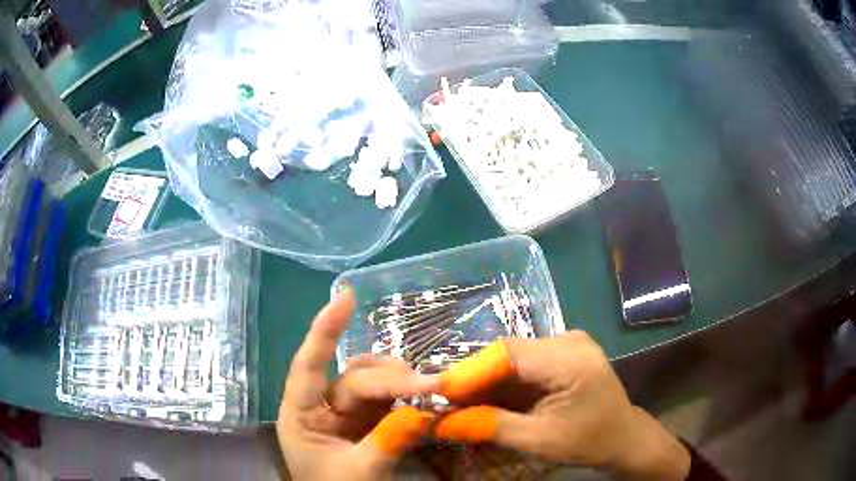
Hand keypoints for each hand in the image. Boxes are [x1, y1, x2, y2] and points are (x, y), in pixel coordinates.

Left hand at [276, 291, 439, 480]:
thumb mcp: (358, 474)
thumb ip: (388, 443)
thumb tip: (424, 410)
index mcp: (301, 415)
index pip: (308, 366)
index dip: (324, 330)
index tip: (346, 296)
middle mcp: (322, 406)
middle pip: (355, 378)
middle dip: (392, 381)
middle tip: (433, 387)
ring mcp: (347, 412)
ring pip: (373, 381)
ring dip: (400, 382)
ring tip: (428, 391)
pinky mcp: (369, 420)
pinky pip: (388, 397)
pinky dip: (406, 395)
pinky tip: (424, 397)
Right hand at [433, 331, 690, 480]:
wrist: (623, 437)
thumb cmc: (589, 441)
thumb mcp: (539, 441)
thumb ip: (491, 427)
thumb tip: (441, 422)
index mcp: (572, 359)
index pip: (509, 353)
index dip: (469, 371)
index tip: (435, 391)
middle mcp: (568, 341)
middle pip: (507, 354)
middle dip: (471, 379)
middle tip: (437, 398)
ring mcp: (566, 344)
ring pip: (511, 359)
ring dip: (482, 382)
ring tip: (451, 401)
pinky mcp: (561, 354)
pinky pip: (522, 365)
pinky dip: (499, 383)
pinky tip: (479, 398)